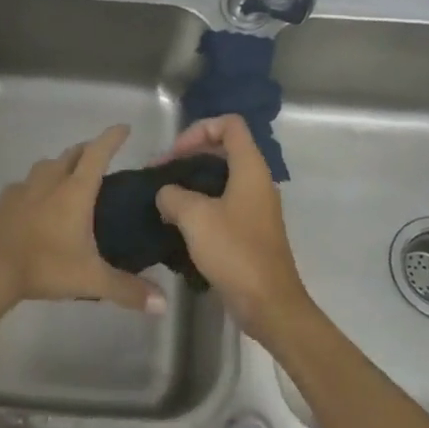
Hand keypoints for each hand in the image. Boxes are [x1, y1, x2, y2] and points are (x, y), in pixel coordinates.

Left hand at [0, 125, 165, 318]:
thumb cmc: (43, 266)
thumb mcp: (90, 280)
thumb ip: (127, 290)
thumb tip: (164, 305)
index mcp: (74, 191)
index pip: (97, 154)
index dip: (112, 138)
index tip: (124, 128)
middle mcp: (48, 182)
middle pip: (71, 155)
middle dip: (88, 150)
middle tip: (100, 156)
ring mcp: (21, 190)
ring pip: (45, 167)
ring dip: (60, 166)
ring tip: (69, 179)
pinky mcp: (1, 203)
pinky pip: (24, 186)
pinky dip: (36, 187)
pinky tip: (36, 204)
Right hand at [154, 115, 318, 347]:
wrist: (268, 303)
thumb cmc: (234, 252)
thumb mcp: (194, 217)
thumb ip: (173, 195)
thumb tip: (166, 194)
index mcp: (250, 168)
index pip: (230, 124)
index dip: (199, 129)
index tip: (175, 154)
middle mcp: (257, 181)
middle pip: (224, 149)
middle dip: (189, 155)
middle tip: (160, 174)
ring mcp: (255, 206)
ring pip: (221, 178)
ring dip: (192, 182)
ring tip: (164, 198)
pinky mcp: (250, 229)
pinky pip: (223, 202)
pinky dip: (200, 204)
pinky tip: (178, 222)